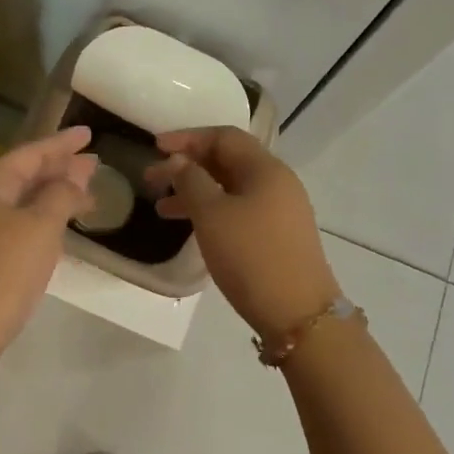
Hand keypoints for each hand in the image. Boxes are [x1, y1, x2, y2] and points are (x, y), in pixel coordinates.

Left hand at [0, 126, 97, 355]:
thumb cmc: (3, 274)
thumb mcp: (40, 227)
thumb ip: (61, 195)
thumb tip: (75, 175)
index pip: (29, 154)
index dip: (60, 142)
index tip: (89, 133)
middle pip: (24, 175)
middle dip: (60, 167)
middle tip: (94, 163)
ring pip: (23, 201)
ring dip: (54, 194)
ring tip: (88, 194)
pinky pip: (20, 223)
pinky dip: (44, 217)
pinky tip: (61, 227)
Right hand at [144, 127, 338, 340]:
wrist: (301, 316)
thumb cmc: (252, 257)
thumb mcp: (212, 215)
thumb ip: (191, 181)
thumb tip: (180, 160)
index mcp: (265, 168)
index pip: (224, 137)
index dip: (188, 138)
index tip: (155, 147)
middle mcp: (277, 182)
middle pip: (227, 161)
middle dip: (188, 166)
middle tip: (151, 180)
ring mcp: (281, 210)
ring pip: (231, 188)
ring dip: (196, 192)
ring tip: (162, 209)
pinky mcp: (279, 236)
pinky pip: (240, 210)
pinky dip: (213, 211)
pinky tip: (193, 227)